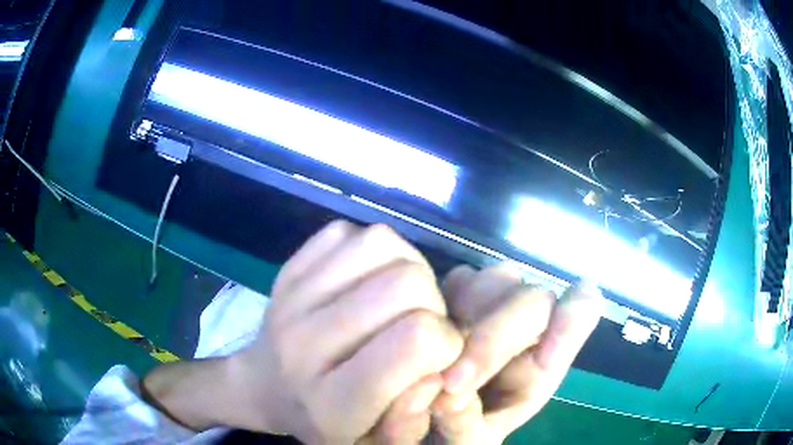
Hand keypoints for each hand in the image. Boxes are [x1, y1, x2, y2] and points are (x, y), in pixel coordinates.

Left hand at [225, 221, 463, 442]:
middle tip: (422, 324)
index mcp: (331, 400)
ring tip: (400, 298)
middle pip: (404, 284)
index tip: (440, 352)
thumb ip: (411, 420)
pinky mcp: (287, 268)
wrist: (263, 387)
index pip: (413, 341)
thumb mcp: (370, 441)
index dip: (446, 340)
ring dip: (408, 267)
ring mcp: (291, 297)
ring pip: (381, 244)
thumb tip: (439, 372)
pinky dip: (373, 250)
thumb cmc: (324, 421)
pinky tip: (368, 280)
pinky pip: (349, 232)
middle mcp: (304, 344)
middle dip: (433, 302)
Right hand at [429, 264, 603, 443]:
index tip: (544, 361)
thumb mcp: (472, 439)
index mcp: (546, 358)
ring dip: (467, 316)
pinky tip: (425, 329)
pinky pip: (457, 279)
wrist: (430, 422)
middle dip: (494, 340)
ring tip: (438, 355)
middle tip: (453, 382)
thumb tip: (449, 397)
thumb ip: (466, 424)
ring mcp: (493, 303)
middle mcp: (527, 322)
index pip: (582, 309)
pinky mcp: (456, 296)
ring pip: (498, 279)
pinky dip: (442, 300)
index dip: (571, 321)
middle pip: (535, 299)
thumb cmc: (468, 430)